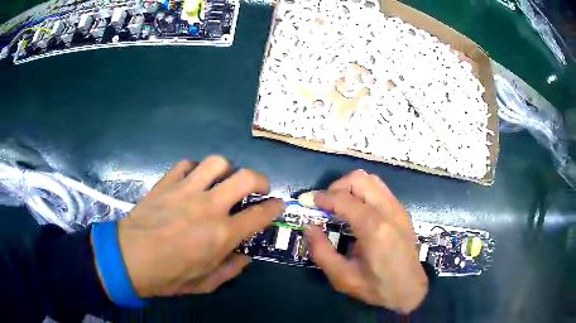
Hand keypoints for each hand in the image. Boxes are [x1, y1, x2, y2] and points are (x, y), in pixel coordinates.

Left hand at [111, 156, 284, 296]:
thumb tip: (244, 256)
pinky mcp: (166, 183)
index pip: (260, 214)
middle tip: (258, 188)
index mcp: (221, 234)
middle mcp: (208, 206)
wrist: (129, 259)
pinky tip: (191, 181)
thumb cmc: (168, 276)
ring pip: (216, 163)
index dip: (275, 208)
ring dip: (226, 170)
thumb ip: (231, 269)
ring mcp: (185, 190)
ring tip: (222, 181)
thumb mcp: (205, 284)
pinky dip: (194, 170)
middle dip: (260, 179)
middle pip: (245, 177)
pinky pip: (186, 164)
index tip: (278, 205)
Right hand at [305, 170, 427, 312]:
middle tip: (326, 205)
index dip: (322, 197)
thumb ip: (321, 251)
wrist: (410, 289)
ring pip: (371, 179)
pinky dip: (364, 192)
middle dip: (337, 186)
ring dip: (351, 187)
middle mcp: (389, 211)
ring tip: (340, 206)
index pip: (344, 198)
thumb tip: (309, 227)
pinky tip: (358, 211)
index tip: (308, 202)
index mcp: (374, 228)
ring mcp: (398, 209)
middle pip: (359, 179)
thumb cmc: (377, 287)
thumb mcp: (342, 277)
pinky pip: (380, 189)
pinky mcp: (402, 211)